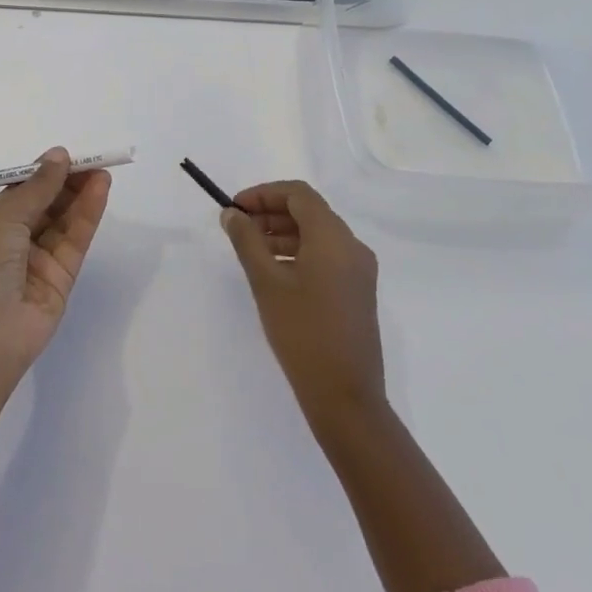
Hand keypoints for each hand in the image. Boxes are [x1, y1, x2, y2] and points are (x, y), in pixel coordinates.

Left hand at [0, 148, 110, 403]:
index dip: (44, 172)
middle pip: (47, 204)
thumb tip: (58, 155)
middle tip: (92, 161)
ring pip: (65, 220)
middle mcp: (15, 240)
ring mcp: (40, 260)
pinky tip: (100, 192)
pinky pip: (76, 240)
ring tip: (102, 172)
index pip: (23, 191)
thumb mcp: (3, 218)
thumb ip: (36, 187)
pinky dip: (89, 215)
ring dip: (82, 195)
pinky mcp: (62, 278)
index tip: (67, 156)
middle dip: (68, 181)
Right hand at [220, 180, 385, 426]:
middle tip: (238, 228)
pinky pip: (327, 256)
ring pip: (318, 235)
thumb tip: (232, 214)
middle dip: (271, 212)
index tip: (235, 208)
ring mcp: (359, 270)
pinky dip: (299, 253)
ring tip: (251, 250)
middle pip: (309, 211)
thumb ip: (247, 241)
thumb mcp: (266, 283)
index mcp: (333, 237)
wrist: (346, 397)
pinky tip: (275, 273)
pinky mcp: (358, 292)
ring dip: (283, 234)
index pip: (298, 194)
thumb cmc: (303, 333)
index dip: (263, 194)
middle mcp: (352, 246)